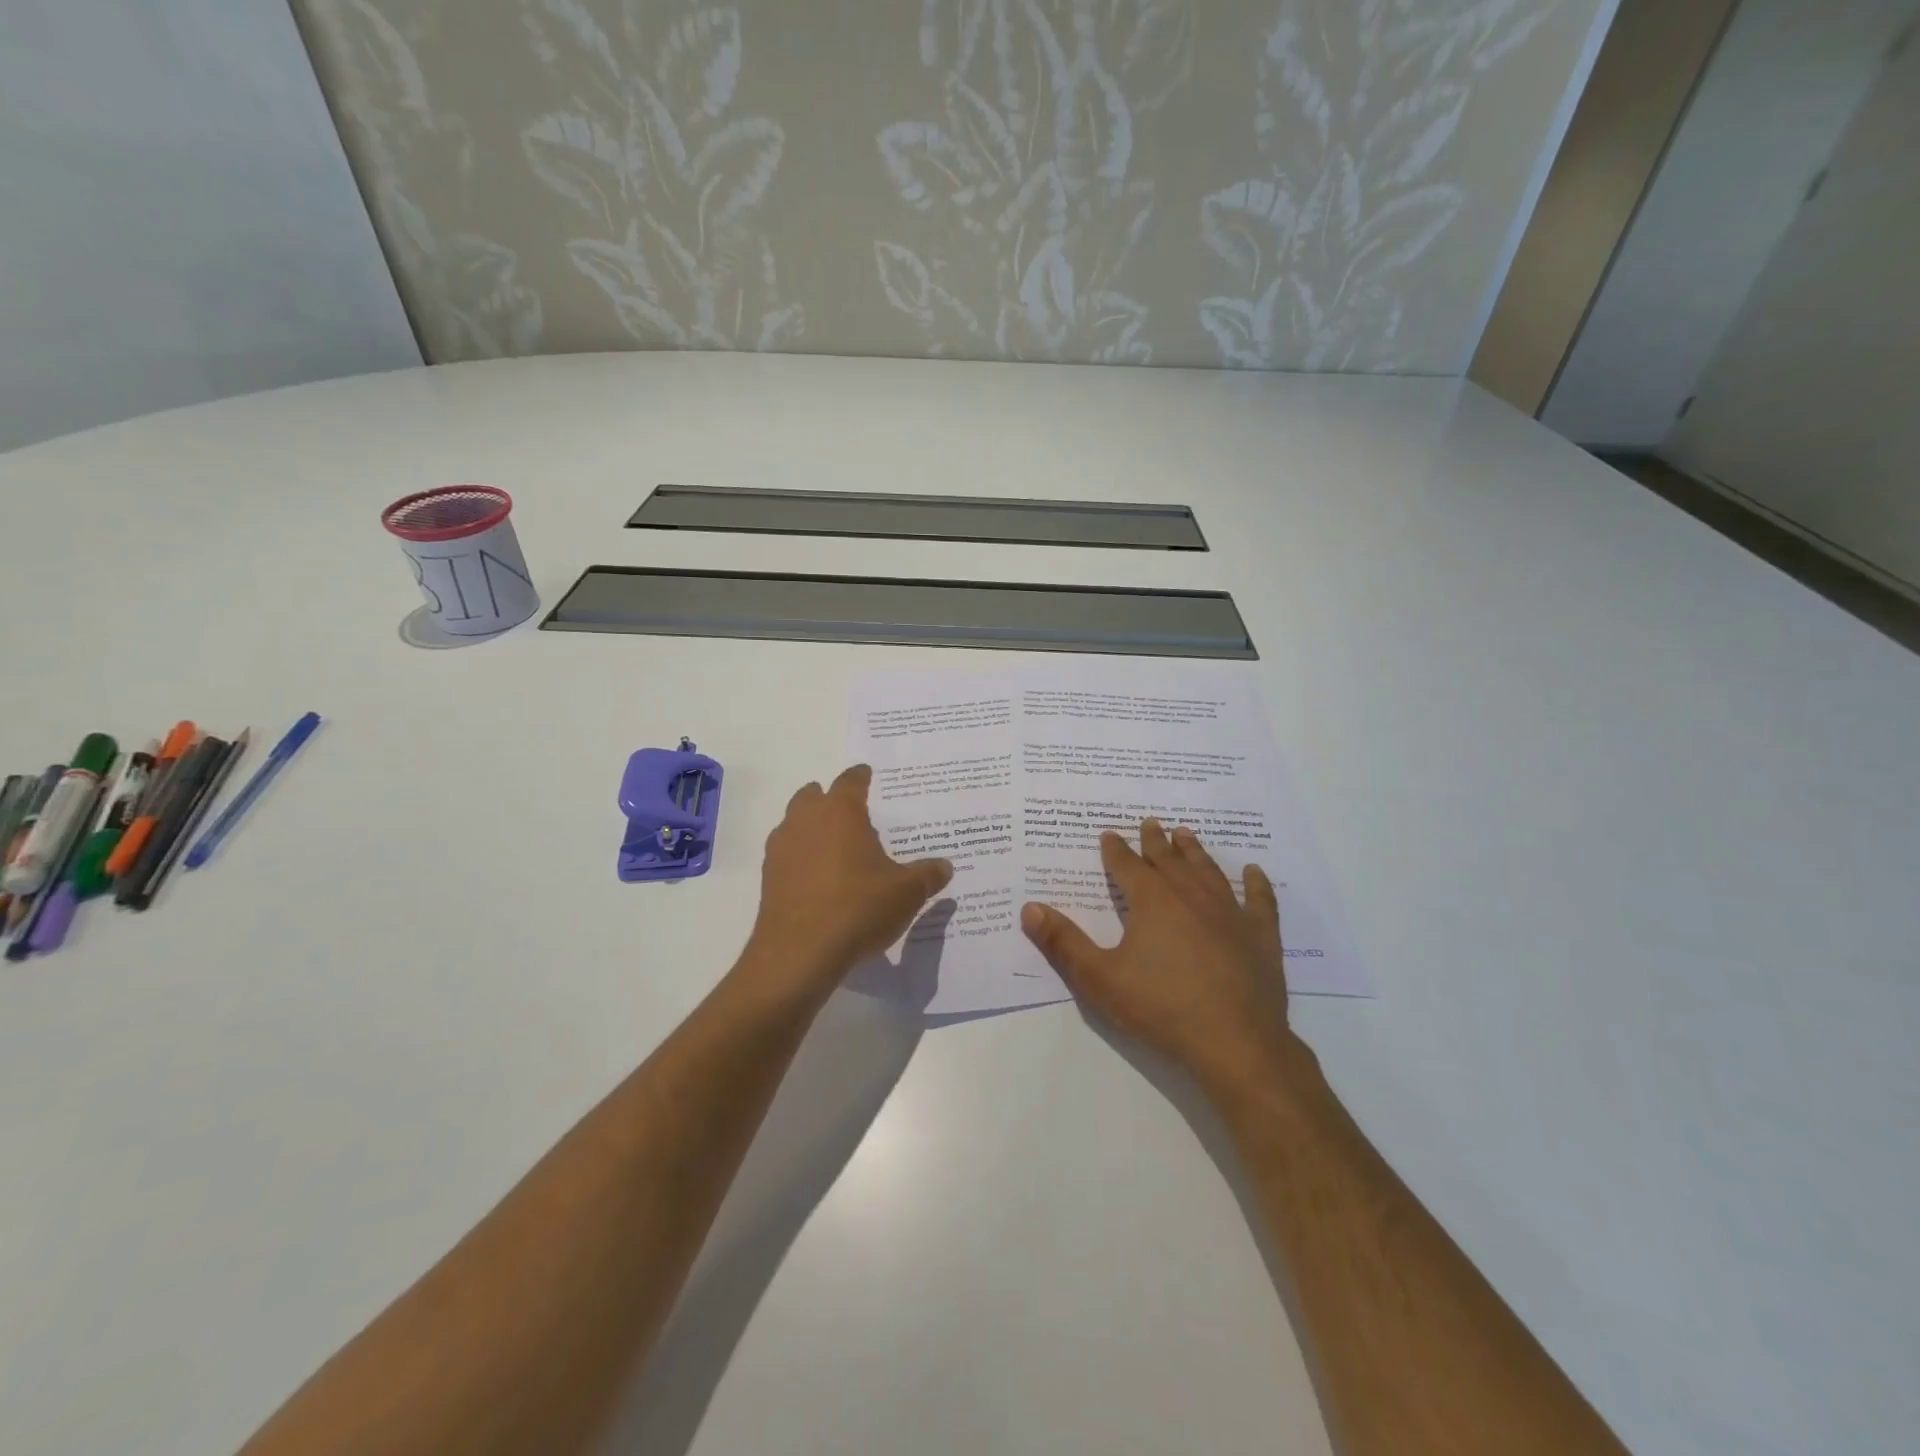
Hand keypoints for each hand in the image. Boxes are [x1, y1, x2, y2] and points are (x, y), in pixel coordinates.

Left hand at [743, 765, 953, 996]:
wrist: (799, 953)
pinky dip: (800, 857)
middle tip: (852, 813)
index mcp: (840, 812)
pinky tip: (817, 879)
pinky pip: (786, 854)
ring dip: (811, 827)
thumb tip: (945, 866)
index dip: (861, 777)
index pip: (850, 781)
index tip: (868, 776)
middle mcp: (806, 820)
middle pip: (813, 796)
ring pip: (794, 823)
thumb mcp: (906, 893)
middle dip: (830, 799)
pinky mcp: (768, 878)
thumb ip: (928, 875)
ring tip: (834, 847)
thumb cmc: (858, 908)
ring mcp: (782, 848)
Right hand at [1022, 820, 1295, 1088]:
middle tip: (1150, 822)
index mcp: (1153, 901)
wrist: (1235, 1043)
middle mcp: (1191, 896)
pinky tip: (1255, 872)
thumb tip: (1029, 908)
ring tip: (1186, 834)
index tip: (1108, 834)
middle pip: (1169, 860)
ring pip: (1209, 871)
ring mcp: (1231, 914)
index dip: (1115, 849)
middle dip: (1155, 841)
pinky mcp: (1261, 937)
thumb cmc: (1161, 1008)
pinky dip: (1257, 884)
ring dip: (1195, 852)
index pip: (1128, 865)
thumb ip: (1063, 943)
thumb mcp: (1099, 979)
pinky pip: (1260, 901)